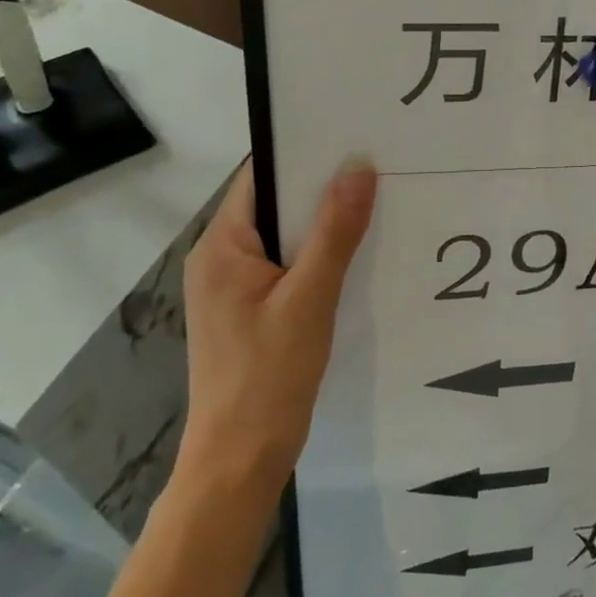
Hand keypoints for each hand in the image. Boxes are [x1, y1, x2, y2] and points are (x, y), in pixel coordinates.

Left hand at [176, 157, 376, 482]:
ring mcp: (233, 286)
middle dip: (321, 187)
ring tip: (374, 201)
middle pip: (274, 204)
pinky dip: (317, 254)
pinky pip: (286, 263)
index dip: (304, 153)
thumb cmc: (269, 375)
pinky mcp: (249, 309)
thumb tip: (358, 167)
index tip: (351, 137)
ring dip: (323, 222)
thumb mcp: (309, 298)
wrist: (240, 458)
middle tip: (376, 166)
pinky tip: (355, 252)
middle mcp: (219, 258)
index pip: (261, 177)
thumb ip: (334, 231)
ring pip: (283, 236)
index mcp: (221, 246)